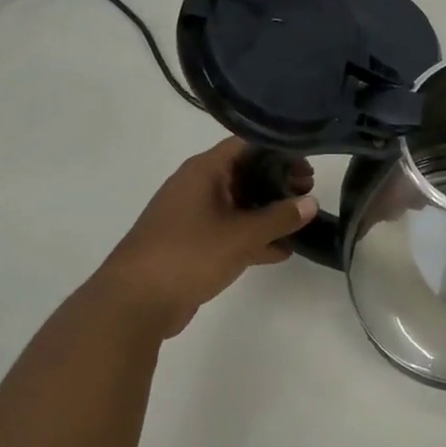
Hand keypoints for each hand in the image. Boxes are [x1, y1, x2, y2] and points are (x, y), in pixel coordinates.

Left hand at [97, 139, 316, 339]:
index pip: (247, 145)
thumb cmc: (188, 255)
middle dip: (278, 182)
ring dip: (268, 212)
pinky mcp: (192, 244)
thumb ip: (280, 218)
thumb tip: (311, 202)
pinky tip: (281, 252)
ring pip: (239, 205)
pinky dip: (253, 237)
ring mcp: (193, 216)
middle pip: (245, 173)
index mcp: (204, 171)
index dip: (280, 151)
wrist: (134, 302)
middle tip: (309, 193)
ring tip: (302, 222)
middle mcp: (197, 186)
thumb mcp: (241, 235)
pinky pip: (229, 231)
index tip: (307, 166)